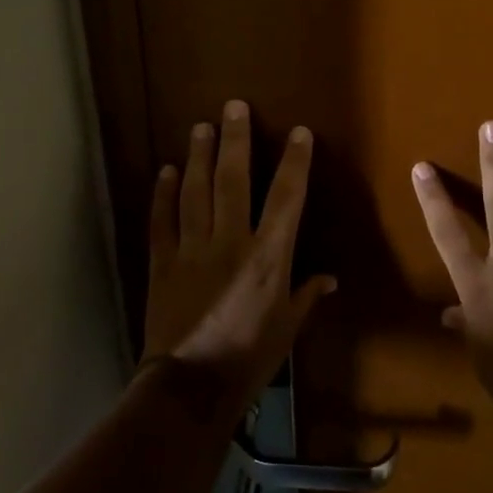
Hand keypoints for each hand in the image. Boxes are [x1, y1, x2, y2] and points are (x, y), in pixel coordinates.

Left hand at [142, 100, 335, 414]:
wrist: (191, 385)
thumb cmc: (249, 358)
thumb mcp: (287, 328)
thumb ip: (306, 296)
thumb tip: (329, 279)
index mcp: (268, 257)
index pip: (286, 199)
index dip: (294, 163)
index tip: (298, 133)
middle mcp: (230, 241)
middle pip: (233, 181)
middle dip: (236, 140)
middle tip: (234, 107)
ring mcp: (192, 249)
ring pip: (195, 192)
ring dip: (199, 156)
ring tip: (201, 127)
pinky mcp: (163, 261)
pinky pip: (162, 220)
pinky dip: (164, 194)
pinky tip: (167, 170)